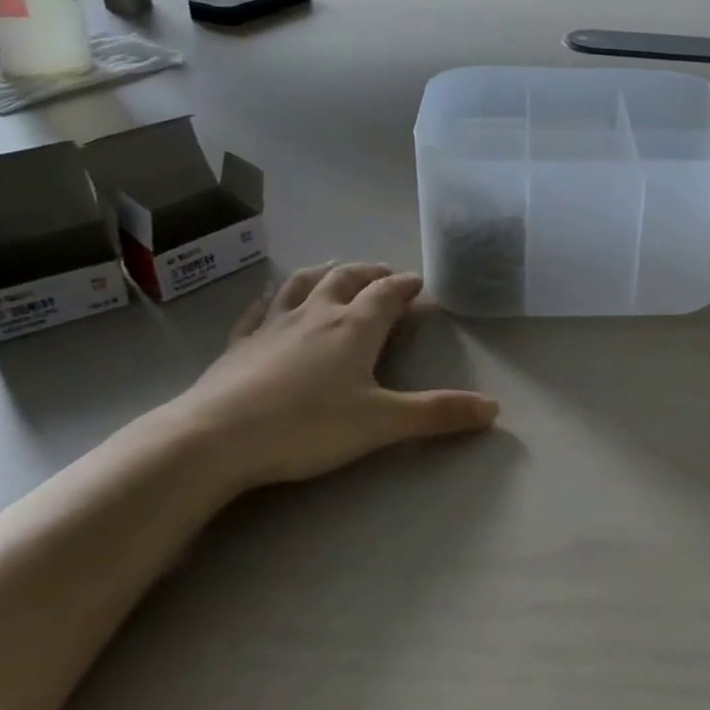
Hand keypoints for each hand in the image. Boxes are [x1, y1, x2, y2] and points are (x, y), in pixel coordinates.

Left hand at [164, 262, 499, 491]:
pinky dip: (274, 297)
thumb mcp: (381, 423)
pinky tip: (272, 299)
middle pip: (347, 279)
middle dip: (369, 273)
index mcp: (354, 327)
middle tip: (384, 274)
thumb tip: (494, 408)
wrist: (215, 438)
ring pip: (303, 284)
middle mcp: (316, 315)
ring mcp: (273, 325)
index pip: (387, 293)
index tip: (419, 283)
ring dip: (325, 273)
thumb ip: (437, 414)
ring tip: (336, 270)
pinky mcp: (239, 344)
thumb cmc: (306, 426)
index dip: (406, 285)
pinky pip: (260, 309)